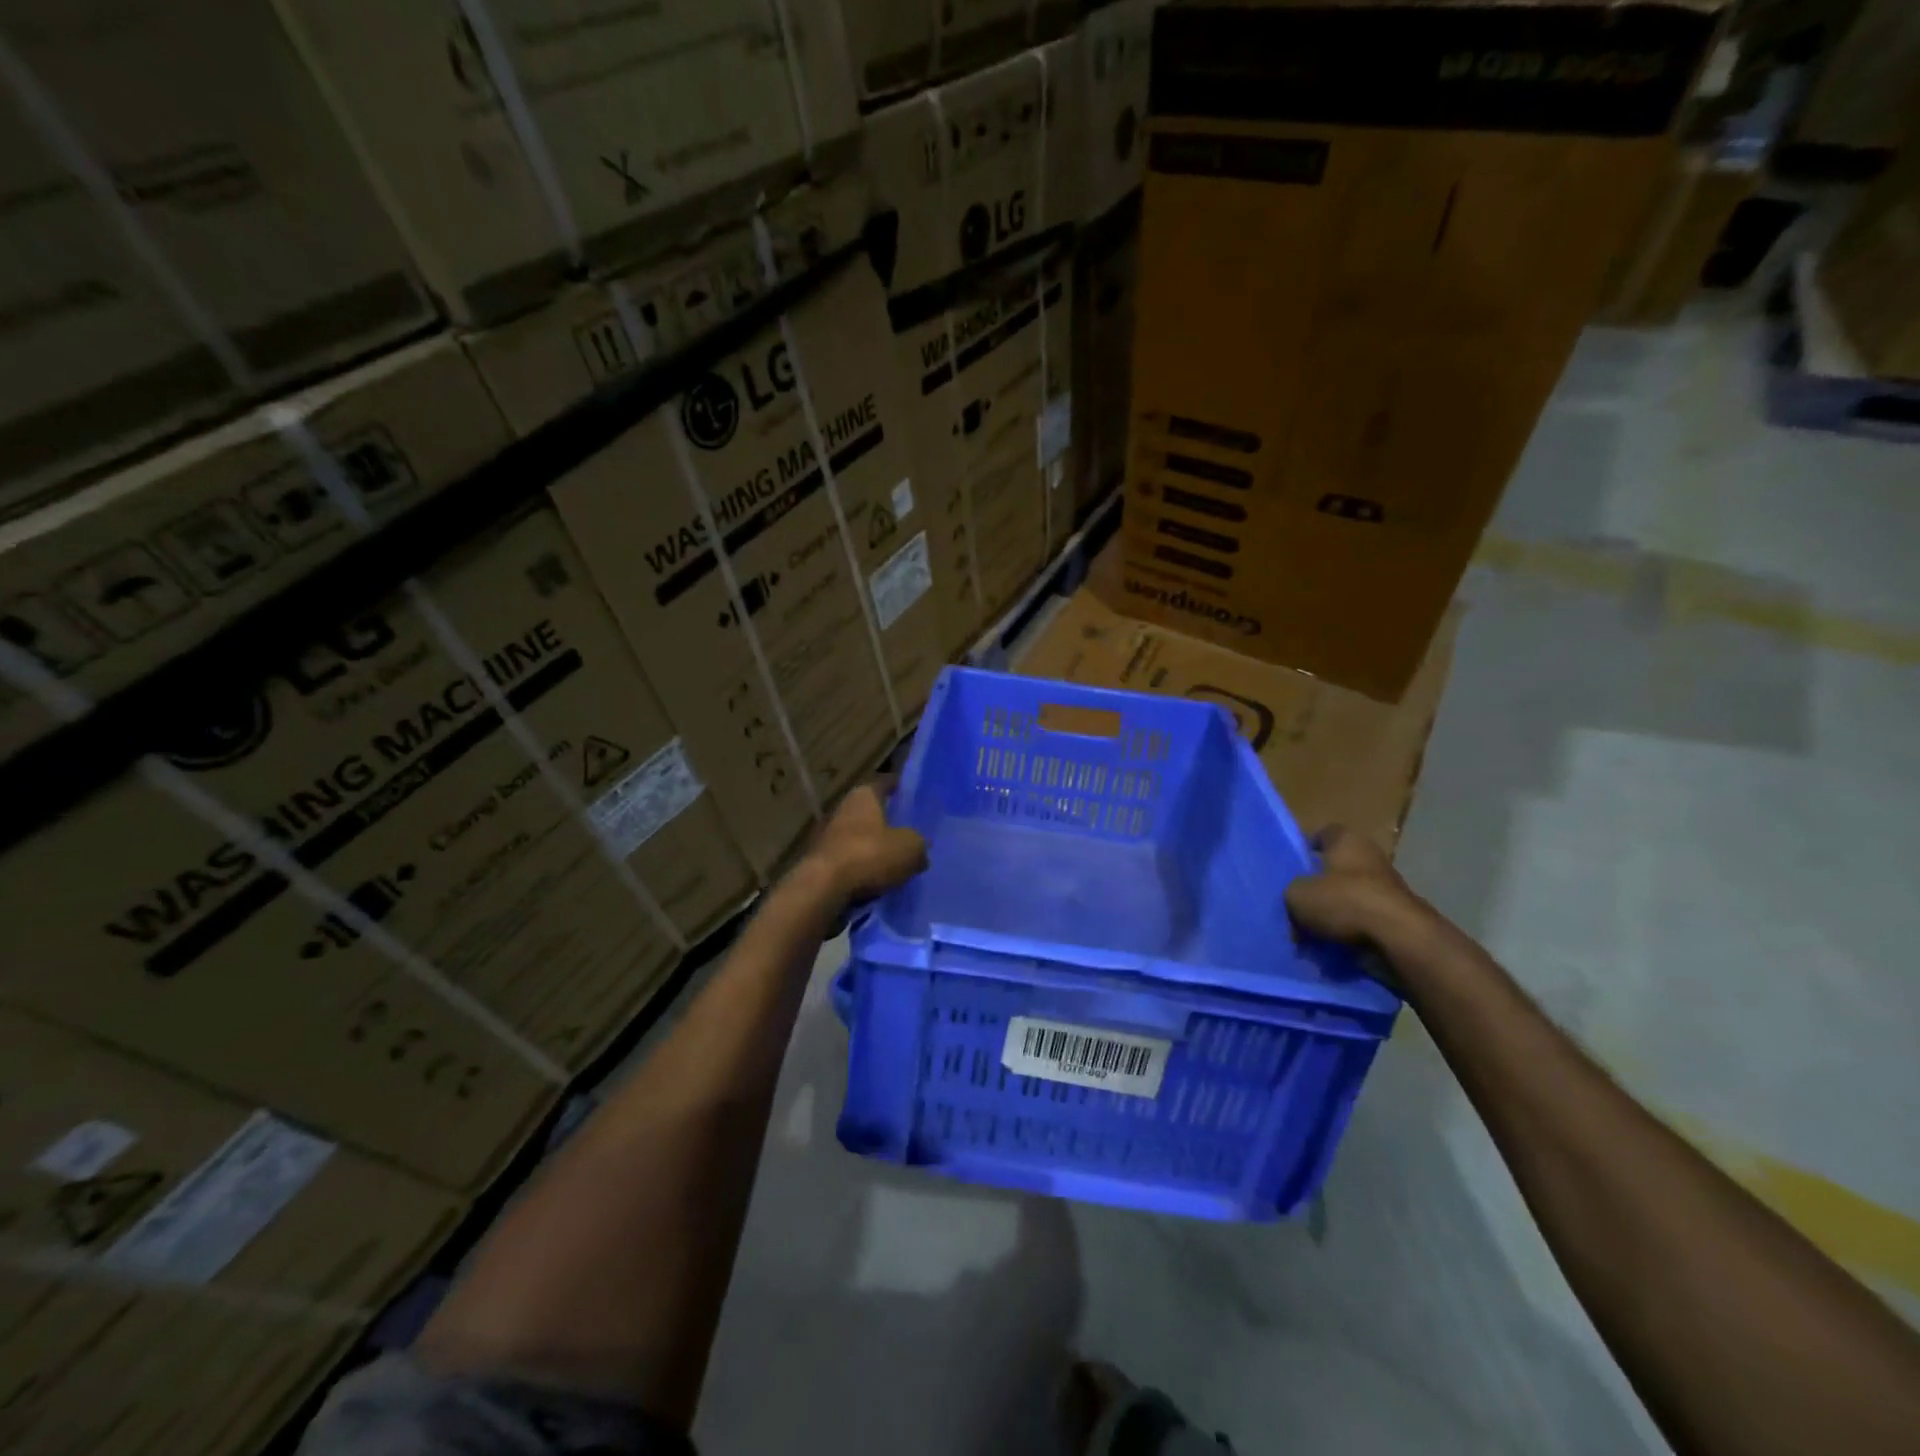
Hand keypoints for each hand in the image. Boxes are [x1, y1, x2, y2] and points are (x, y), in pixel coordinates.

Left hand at [803, 781, 928, 905]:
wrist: (824, 889)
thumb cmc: (870, 855)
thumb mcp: (910, 848)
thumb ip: (919, 844)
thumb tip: (920, 848)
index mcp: (864, 795)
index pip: (886, 784)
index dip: (901, 789)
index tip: (916, 797)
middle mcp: (844, 808)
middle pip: (873, 812)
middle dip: (890, 822)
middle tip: (912, 833)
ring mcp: (829, 835)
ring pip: (861, 837)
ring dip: (876, 848)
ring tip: (898, 861)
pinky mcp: (822, 862)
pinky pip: (851, 861)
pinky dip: (864, 868)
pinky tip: (880, 880)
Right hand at [1284, 825, 1435, 951]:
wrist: (1400, 939)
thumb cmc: (1345, 901)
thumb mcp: (1297, 895)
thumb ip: (1292, 893)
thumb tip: (1297, 901)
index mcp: (1347, 840)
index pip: (1324, 834)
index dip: (1307, 847)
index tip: (1293, 864)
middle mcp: (1371, 858)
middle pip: (1337, 869)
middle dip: (1318, 886)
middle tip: (1296, 903)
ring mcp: (1388, 889)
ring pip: (1350, 897)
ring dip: (1333, 913)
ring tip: (1310, 932)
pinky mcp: (1397, 918)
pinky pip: (1363, 922)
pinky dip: (1349, 932)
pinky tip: (1330, 947)